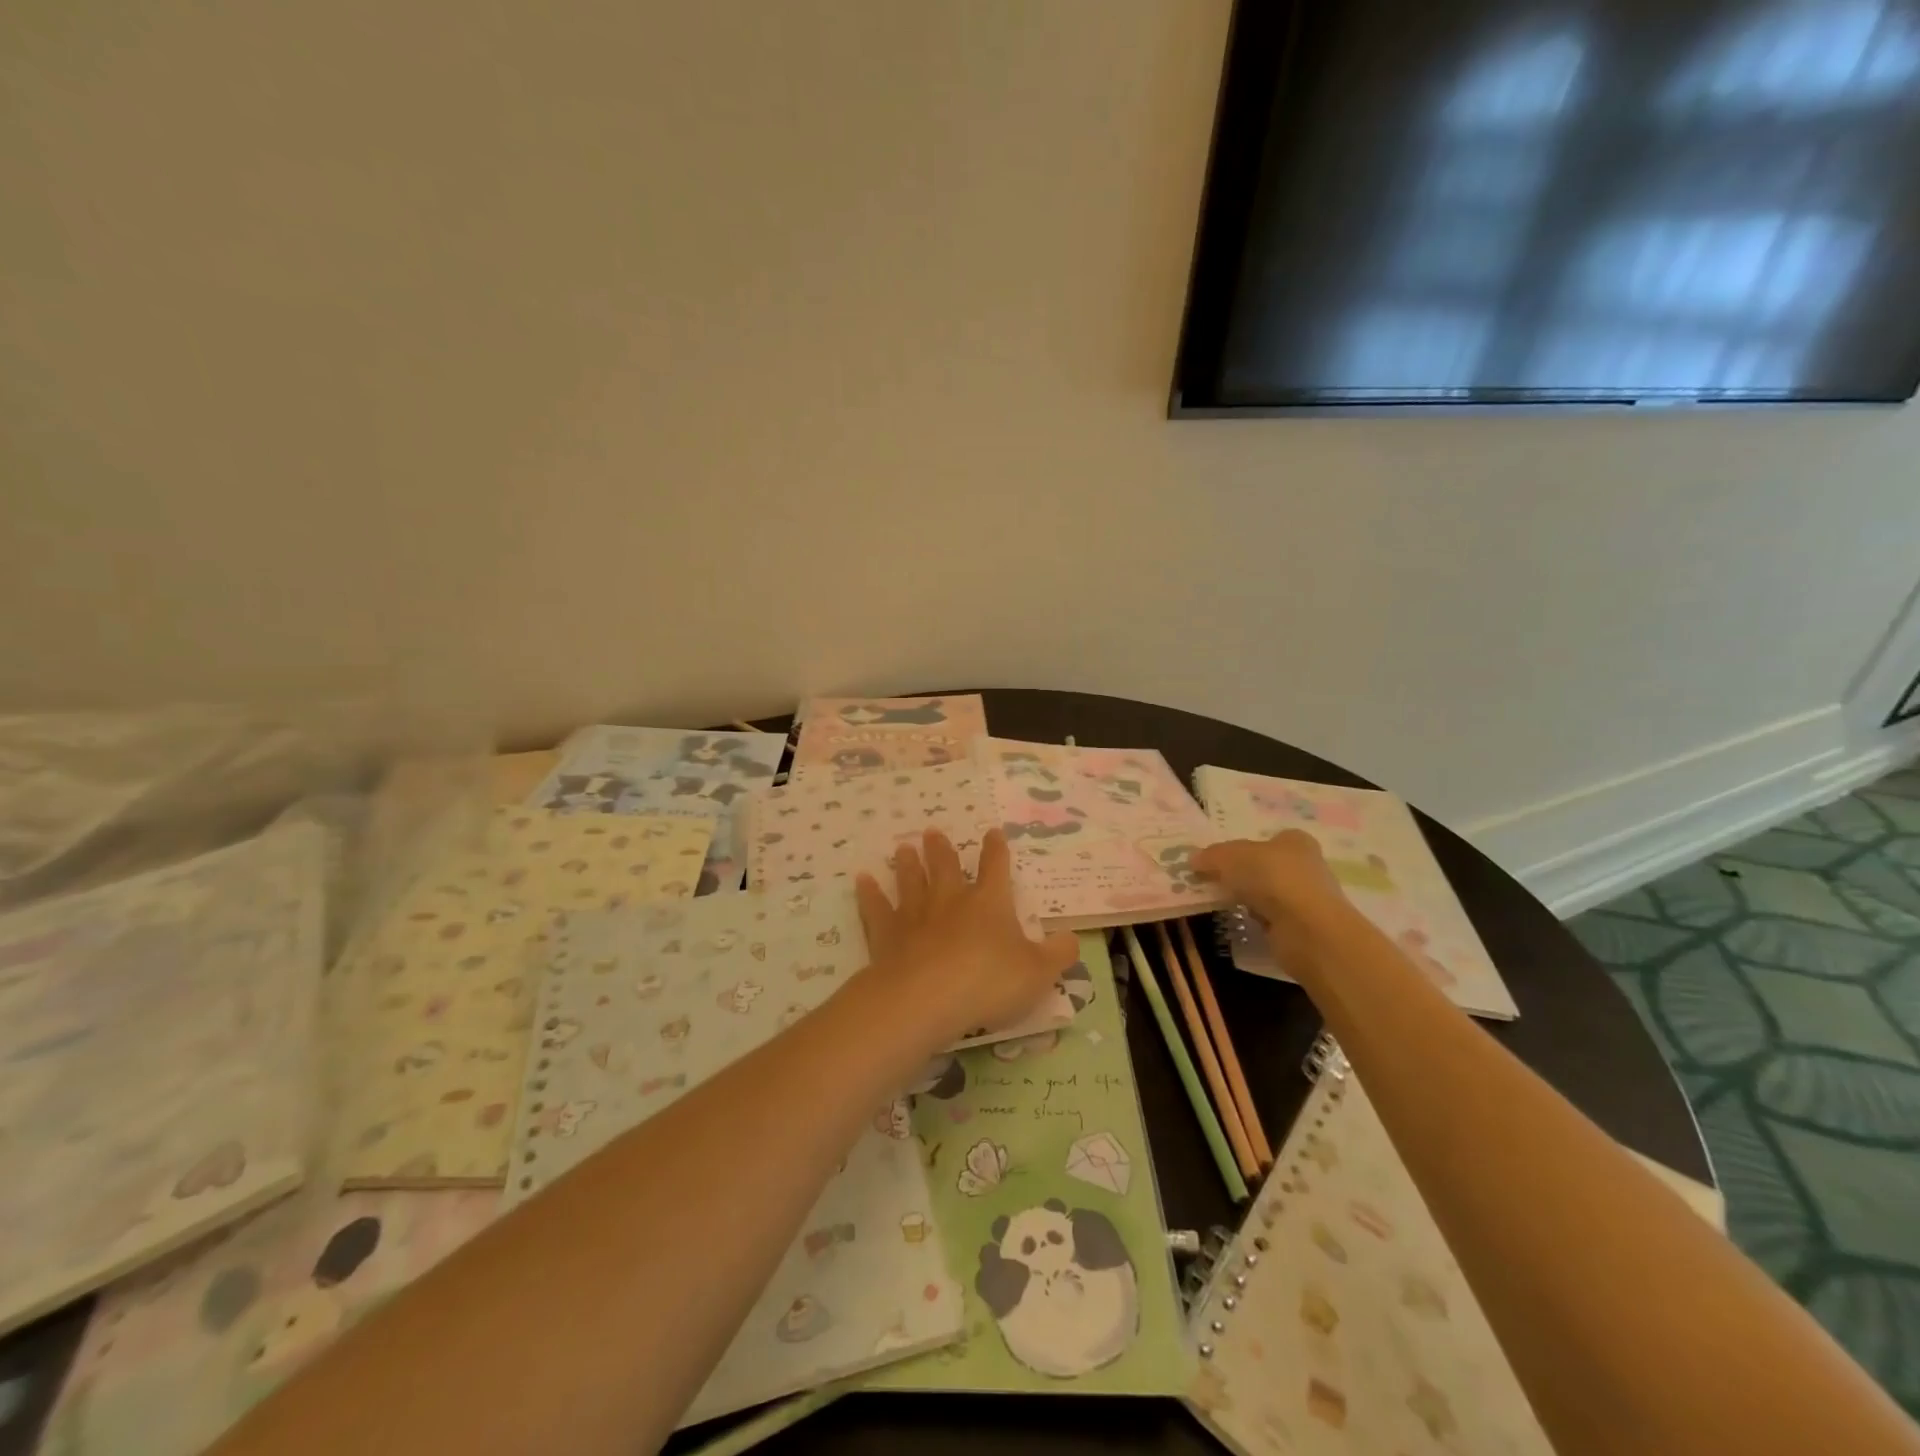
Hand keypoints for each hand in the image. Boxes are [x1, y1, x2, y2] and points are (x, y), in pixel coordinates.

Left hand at [854, 828, 1079, 1052]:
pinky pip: (876, 908)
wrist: (927, 997)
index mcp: (990, 903)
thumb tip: (1071, 939)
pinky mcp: (887, 934)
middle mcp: (952, 900)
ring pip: (911, 881)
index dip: (996, 850)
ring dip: (908, 864)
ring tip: (902, 847)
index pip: (996, 868)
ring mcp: (916, 914)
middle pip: (946, 867)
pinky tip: (862, 880)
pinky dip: (869, 894)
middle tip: (932, 832)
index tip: (992, 833)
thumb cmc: (989, 982)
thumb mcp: (1038, 973)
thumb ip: (1058, 955)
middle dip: (942, 849)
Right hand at [1190, 831, 1354, 965]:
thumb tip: (1194, 860)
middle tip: (1212, 880)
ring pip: (1268, 894)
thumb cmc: (1271, 878)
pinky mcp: (1302, 927)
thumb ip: (1211, 856)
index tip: (1221, 860)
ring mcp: (1306, 899)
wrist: (1306, 929)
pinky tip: (1239, 922)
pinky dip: (1256, 921)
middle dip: (1243, 875)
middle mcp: (1307, 866)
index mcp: (1295, 841)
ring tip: (1219, 903)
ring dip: (1248, 899)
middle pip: (1267, 867)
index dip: (1245, 847)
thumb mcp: (1230, 857)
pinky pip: (1270, 919)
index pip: (1269, 840)